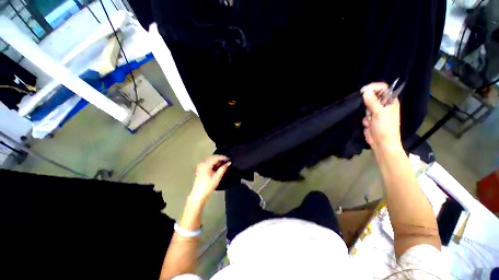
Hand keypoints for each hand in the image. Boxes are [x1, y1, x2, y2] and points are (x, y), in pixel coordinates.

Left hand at [190, 155, 230, 202]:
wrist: (198, 195)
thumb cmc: (208, 186)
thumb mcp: (217, 177)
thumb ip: (223, 169)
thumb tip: (229, 163)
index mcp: (206, 164)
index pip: (216, 157)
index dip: (223, 157)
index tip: (229, 159)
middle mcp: (202, 163)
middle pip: (213, 157)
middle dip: (221, 159)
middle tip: (227, 162)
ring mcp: (201, 166)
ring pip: (211, 160)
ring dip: (218, 161)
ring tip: (224, 164)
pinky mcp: (201, 169)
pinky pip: (209, 163)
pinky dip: (214, 164)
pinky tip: (218, 167)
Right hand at [361, 82, 402, 152]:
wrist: (382, 143)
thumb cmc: (385, 128)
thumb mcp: (379, 113)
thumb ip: (372, 102)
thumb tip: (365, 91)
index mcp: (391, 101)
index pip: (383, 88)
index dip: (373, 87)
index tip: (363, 91)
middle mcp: (384, 105)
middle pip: (373, 96)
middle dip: (367, 102)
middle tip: (366, 108)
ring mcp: (377, 112)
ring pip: (367, 105)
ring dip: (366, 112)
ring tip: (370, 119)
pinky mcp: (370, 118)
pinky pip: (364, 114)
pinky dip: (364, 118)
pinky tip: (368, 124)